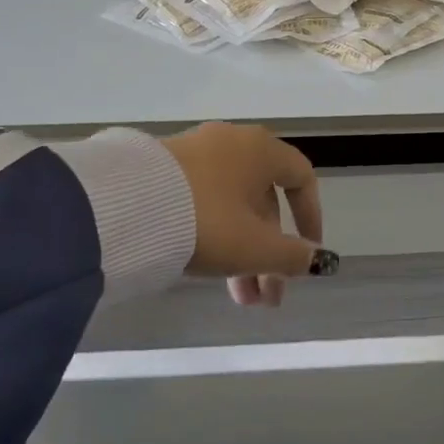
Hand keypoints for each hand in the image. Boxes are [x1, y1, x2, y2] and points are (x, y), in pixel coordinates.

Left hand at [161, 123, 335, 306]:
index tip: (308, 253)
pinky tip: (209, 271)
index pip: (301, 177)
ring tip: (240, 301)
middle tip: (266, 297)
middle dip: (270, 254)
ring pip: (234, 207)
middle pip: (264, 201)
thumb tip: (316, 259)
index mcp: (262, 149)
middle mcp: (233, 143)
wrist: (128, 206)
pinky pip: (205, 202)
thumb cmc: (207, 220)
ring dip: (244, 253)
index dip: (311, 217)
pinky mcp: (167, 168)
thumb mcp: (255, 247)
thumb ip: (292, 256)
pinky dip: (216, 235)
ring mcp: (197, 153)